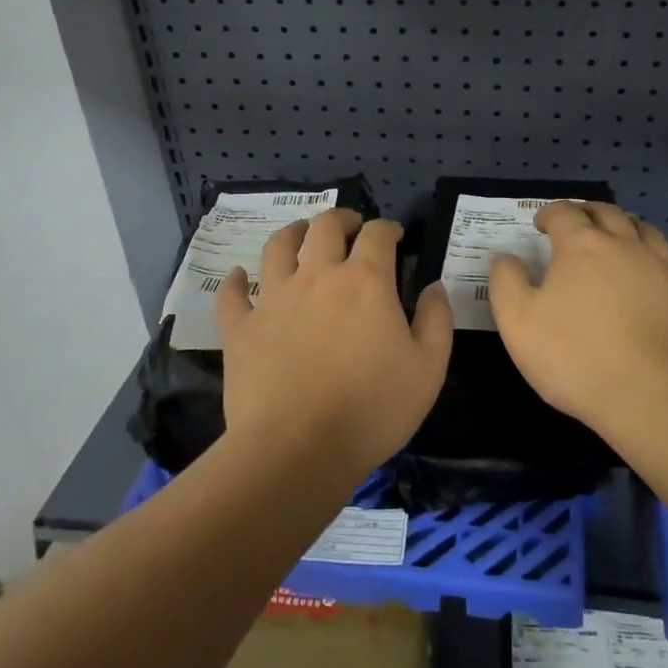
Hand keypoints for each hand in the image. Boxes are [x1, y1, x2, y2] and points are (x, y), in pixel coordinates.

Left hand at [217, 209, 451, 484]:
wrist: (298, 449)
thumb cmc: (372, 409)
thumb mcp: (428, 368)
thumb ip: (436, 320)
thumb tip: (434, 286)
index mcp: (365, 281)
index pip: (378, 234)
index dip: (388, 228)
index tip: (395, 235)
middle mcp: (317, 277)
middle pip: (325, 227)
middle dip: (341, 218)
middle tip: (350, 225)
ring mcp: (274, 299)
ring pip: (277, 247)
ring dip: (291, 233)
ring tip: (299, 234)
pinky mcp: (241, 328)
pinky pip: (232, 295)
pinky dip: (234, 281)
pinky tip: (238, 277)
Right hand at [488, 203, 667, 438]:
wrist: (656, 399)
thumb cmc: (576, 357)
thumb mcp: (517, 322)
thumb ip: (506, 282)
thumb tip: (506, 257)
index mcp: (583, 247)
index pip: (565, 213)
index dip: (550, 213)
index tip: (540, 224)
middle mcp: (628, 248)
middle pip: (609, 214)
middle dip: (590, 212)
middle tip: (579, 221)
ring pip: (651, 235)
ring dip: (633, 230)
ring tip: (624, 238)